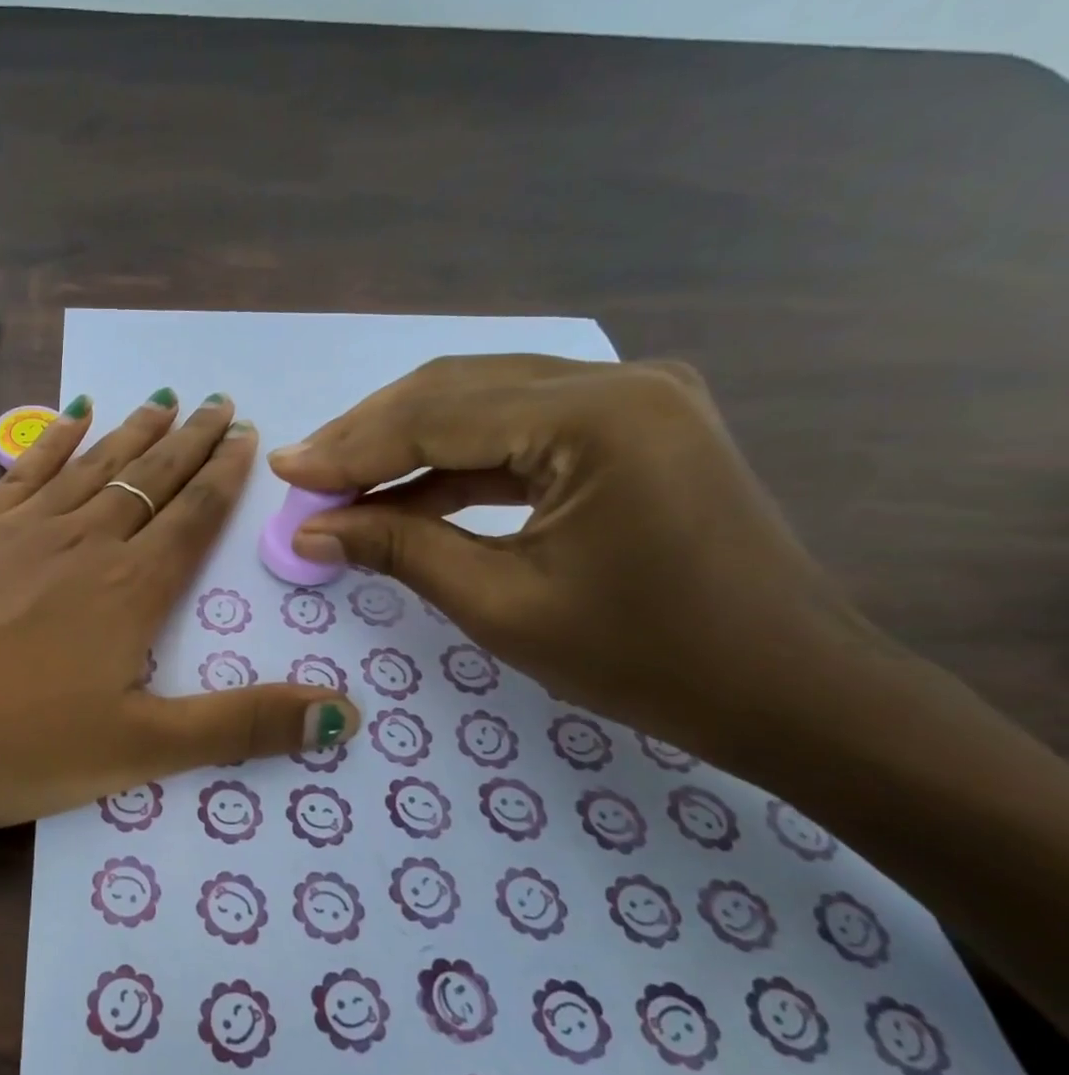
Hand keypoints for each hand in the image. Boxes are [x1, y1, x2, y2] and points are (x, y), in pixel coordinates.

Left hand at [0, 390, 359, 829]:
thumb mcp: (139, 751)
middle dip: (189, 441)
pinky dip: (54, 441)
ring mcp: (20, 528)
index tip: (244, 433)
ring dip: (131, 432)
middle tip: (218, 401)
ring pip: (92, 465)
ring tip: (160, 398)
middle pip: (148, 479)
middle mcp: (83, 542)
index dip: (223, 476)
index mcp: (131, 590)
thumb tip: (347, 715)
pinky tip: (68, 419)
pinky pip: (25, 470)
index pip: (193, 517)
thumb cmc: (9, 741)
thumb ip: (241, 727)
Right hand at [267, 355, 873, 762]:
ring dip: (407, 441)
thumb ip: (398, 550)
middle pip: (456, 390)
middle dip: (370, 434)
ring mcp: (633, 399)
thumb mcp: (501, 605)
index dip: (351, 447)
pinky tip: (405, 492)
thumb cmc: (647, 659)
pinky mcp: (633, 426)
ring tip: (340, 481)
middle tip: (304, 473)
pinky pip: (520, 428)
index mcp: (597, 418)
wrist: (790, 692)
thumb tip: (309, 531)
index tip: (283, 470)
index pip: (437, 417)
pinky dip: (456, 459)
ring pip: (484, 401)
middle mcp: (619, 383)